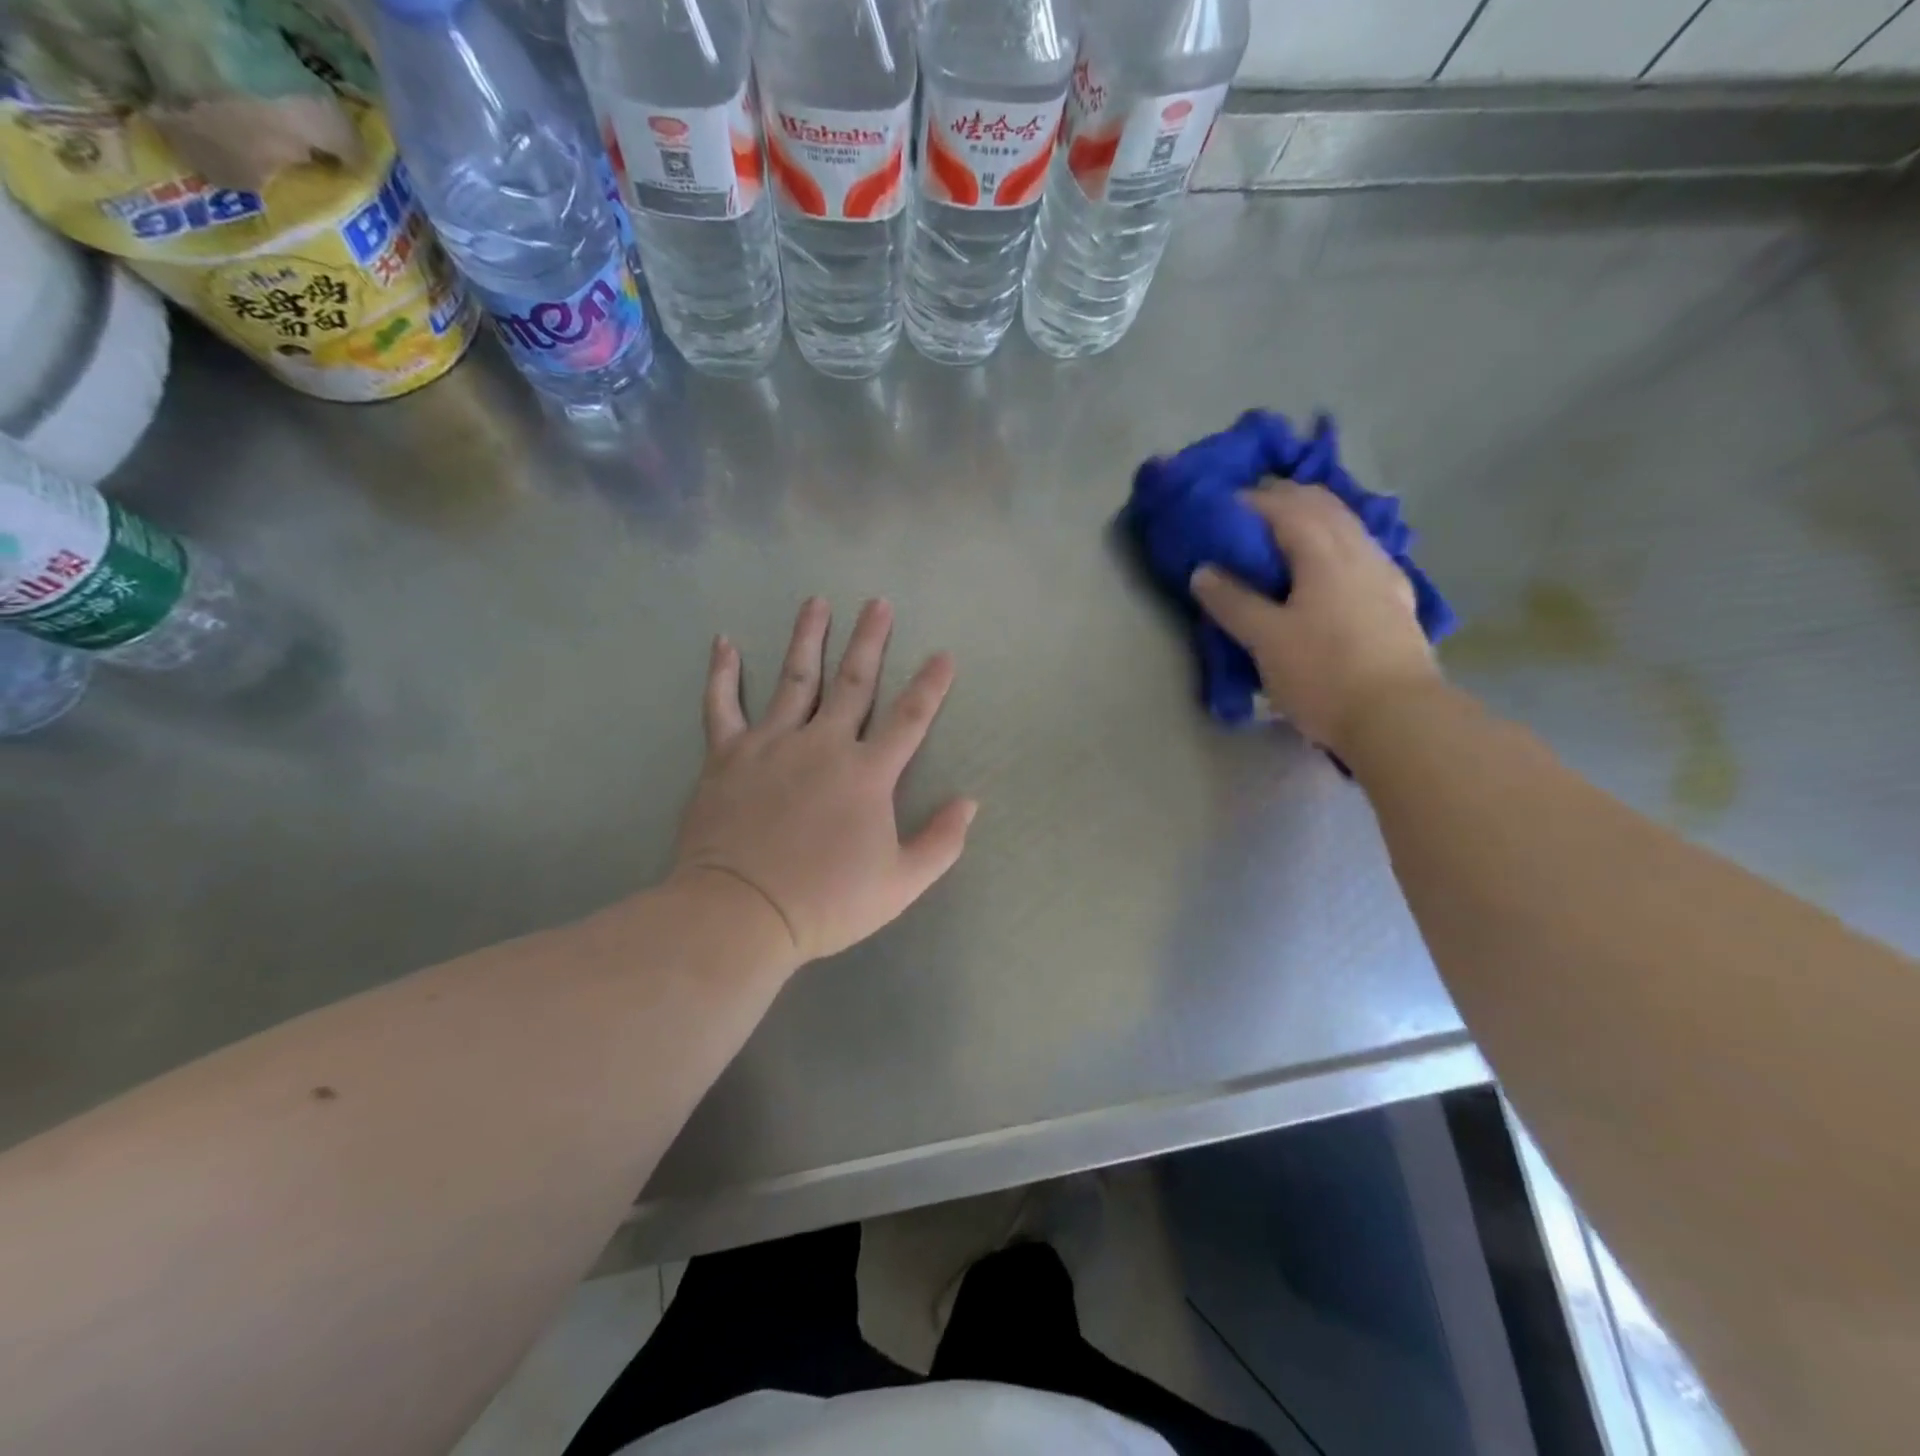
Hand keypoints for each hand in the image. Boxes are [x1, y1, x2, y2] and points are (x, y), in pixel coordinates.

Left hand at [671, 597, 976, 967]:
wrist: (741, 913)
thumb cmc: (826, 902)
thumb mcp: (900, 884)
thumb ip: (941, 842)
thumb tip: (969, 802)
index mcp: (867, 773)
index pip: (910, 717)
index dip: (931, 684)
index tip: (944, 654)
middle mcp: (823, 744)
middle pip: (854, 682)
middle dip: (870, 640)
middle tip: (877, 602)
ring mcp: (772, 743)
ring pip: (794, 679)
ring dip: (808, 638)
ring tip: (817, 602)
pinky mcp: (727, 755)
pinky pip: (722, 705)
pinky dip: (722, 673)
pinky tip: (724, 642)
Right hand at [1190, 484, 1440, 754]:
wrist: (1398, 718)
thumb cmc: (1323, 674)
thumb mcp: (1265, 640)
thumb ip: (1233, 601)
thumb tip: (1203, 570)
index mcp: (1324, 554)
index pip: (1286, 508)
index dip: (1252, 501)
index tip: (1222, 505)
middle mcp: (1360, 552)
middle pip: (1323, 506)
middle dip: (1286, 498)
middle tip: (1251, 508)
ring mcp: (1385, 575)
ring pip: (1348, 526)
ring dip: (1315, 517)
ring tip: (1286, 531)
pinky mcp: (1396, 601)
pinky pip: (1361, 552)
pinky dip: (1336, 543)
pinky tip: (1330, 564)